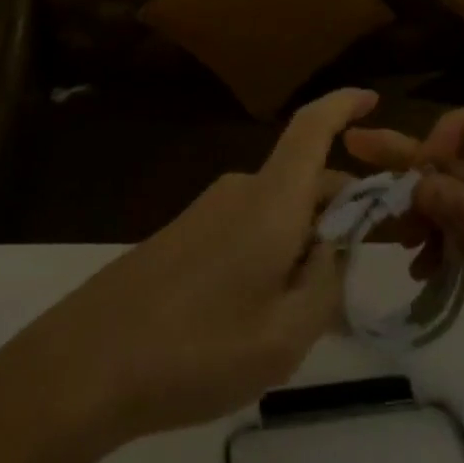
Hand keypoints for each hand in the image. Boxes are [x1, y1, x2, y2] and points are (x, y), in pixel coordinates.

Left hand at [0, 87, 376, 458]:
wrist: (88, 362)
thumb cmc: (197, 348)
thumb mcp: (285, 334)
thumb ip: (326, 284)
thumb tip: (335, 246)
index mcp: (271, 200)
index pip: (312, 127)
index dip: (344, 105)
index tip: (375, 100)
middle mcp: (240, 190)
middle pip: (305, 178)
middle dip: (341, 211)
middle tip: (364, 270)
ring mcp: (208, 209)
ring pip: (279, 209)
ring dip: (306, 241)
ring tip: (311, 313)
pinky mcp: (185, 233)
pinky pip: (249, 227)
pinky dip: (274, 251)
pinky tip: (265, 312)